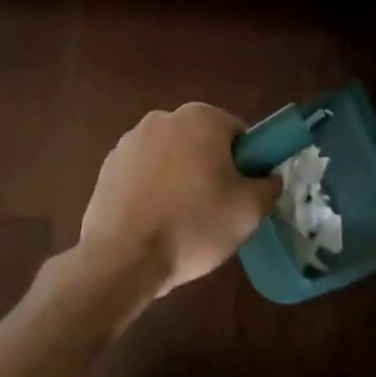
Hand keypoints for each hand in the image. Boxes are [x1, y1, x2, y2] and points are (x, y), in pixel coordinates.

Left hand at [81, 103, 281, 298]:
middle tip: (217, 210)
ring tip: (182, 221)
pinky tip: (154, 222)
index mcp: (200, 118)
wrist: (123, 258)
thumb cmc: (193, 226)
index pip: (238, 134)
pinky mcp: (107, 167)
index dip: (246, 164)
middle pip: (202, 142)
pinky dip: (152, 191)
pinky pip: (143, 174)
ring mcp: (129, 141)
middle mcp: (162, 118)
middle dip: (211, 169)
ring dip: (180, 179)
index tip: (242, 195)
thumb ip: (268, 186)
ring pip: (171, 158)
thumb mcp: (249, 210)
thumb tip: (267, 178)